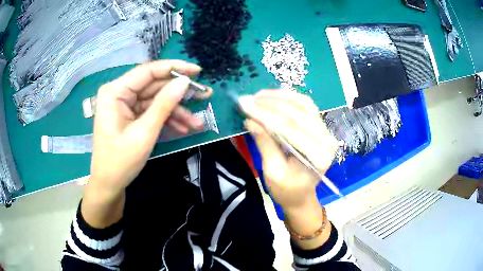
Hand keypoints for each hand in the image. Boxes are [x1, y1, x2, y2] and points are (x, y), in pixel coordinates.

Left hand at [88, 60, 211, 199]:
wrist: (109, 185)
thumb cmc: (121, 161)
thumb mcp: (144, 132)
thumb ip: (164, 104)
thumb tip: (185, 81)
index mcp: (115, 91)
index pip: (148, 71)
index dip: (174, 68)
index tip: (197, 71)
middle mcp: (119, 93)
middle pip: (154, 85)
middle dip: (178, 94)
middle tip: (204, 96)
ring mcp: (125, 104)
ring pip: (155, 100)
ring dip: (176, 111)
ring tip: (197, 123)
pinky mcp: (130, 115)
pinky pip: (151, 111)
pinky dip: (166, 119)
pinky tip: (183, 128)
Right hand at [241, 90, 338, 210]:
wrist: (302, 196)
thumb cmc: (287, 191)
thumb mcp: (273, 172)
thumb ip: (265, 144)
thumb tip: (250, 120)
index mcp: (318, 156)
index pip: (290, 128)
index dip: (265, 114)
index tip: (245, 105)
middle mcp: (326, 139)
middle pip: (297, 113)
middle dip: (269, 104)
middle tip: (247, 99)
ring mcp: (326, 131)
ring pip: (303, 104)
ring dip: (279, 97)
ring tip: (257, 96)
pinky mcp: (321, 126)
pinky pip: (305, 106)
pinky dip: (288, 98)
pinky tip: (273, 96)